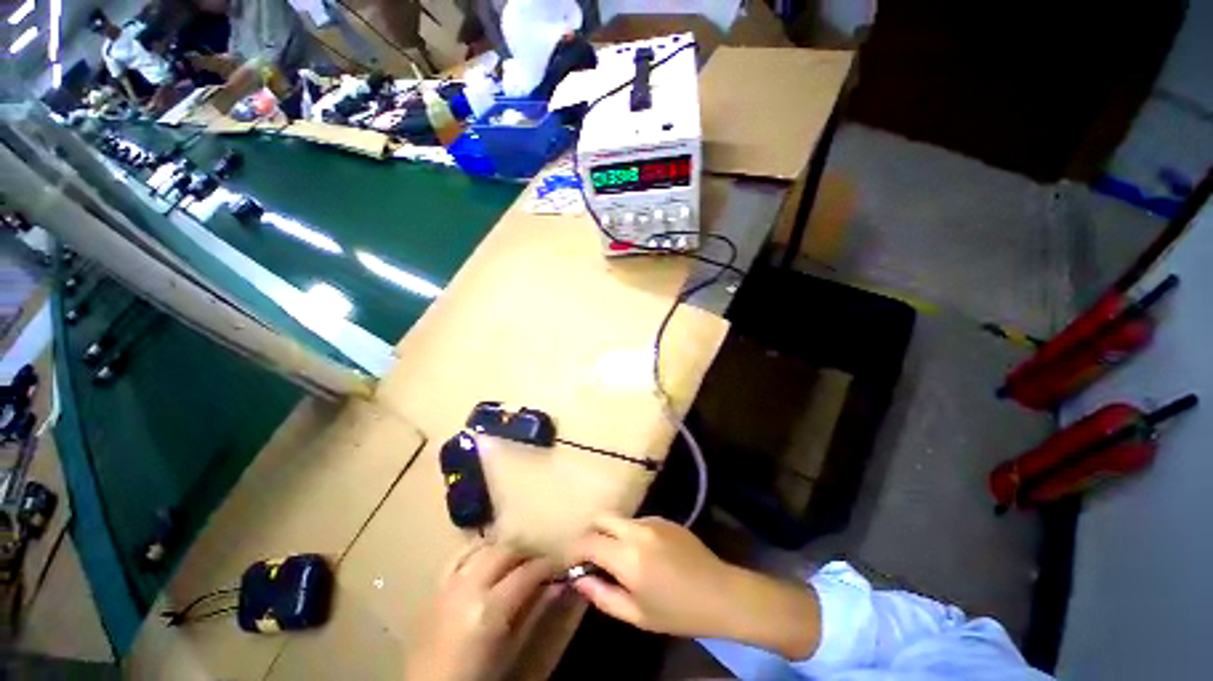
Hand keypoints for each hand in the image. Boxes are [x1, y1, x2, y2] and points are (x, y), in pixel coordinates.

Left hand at [403, 541, 556, 680]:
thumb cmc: (475, 677)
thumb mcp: (509, 651)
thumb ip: (533, 614)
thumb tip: (558, 585)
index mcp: (489, 609)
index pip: (526, 573)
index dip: (546, 566)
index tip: (557, 567)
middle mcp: (468, 587)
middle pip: (504, 552)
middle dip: (525, 554)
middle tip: (537, 564)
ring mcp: (448, 584)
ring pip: (483, 548)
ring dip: (502, 550)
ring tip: (513, 561)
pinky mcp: (434, 587)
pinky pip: (458, 556)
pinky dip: (476, 551)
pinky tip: (485, 558)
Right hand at [566, 516, 738, 637]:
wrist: (720, 593)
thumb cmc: (677, 612)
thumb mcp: (636, 614)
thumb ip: (602, 595)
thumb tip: (578, 579)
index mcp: (627, 556)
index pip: (588, 541)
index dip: (576, 550)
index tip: (575, 563)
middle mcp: (636, 530)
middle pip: (601, 518)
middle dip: (591, 534)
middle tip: (594, 557)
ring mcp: (652, 520)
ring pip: (619, 519)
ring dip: (612, 533)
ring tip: (620, 557)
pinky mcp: (665, 518)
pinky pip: (638, 521)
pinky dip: (630, 533)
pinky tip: (644, 553)